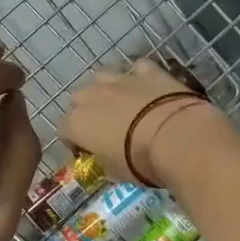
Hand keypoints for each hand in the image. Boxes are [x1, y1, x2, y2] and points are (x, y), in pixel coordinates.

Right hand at [59, 58, 231, 187]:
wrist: (176, 137)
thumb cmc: (139, 161)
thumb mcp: (115, 172)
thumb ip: (104, 160)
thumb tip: (106, 157)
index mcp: (77, 123)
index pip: (63, 130)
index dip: (73, 141)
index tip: (86, 151)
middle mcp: (92, 96)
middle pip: (78, 99)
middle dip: (86, 111)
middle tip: (103, 127)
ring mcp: (119, 79)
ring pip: (102, 77)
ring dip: (106, 90)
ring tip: (121, 105)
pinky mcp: (147, 71)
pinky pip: (137, 69)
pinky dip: (140, 77)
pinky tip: (148, 89)